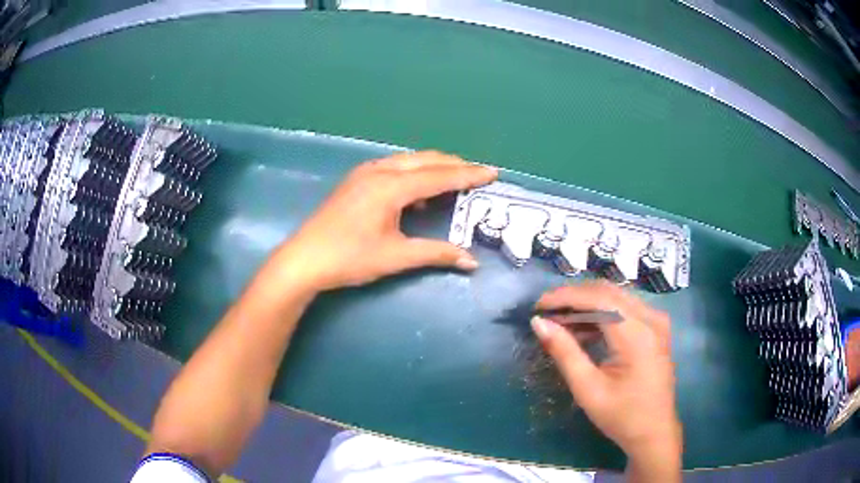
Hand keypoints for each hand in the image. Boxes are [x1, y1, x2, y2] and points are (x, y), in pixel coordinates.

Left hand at [273, 151, 497, 291]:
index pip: (439, 176)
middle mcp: (380, 171)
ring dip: (434, 166)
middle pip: (426, 160)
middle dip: (455, 165)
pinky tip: (418, 191)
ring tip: (455, 177)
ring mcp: (365, 173)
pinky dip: (414, 173)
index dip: (468, 175)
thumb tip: (471, 262)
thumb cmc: (349, 258)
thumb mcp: (396, 257)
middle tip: (478, 173)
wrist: (305, 259)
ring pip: (409, 160)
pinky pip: (394, 167)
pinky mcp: (357, 180)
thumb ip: (435, 254)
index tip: (492, 172)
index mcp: (391, 187)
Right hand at [531, 282, 681, 465]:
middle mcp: (651, 318)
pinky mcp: (655, 327)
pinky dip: (601, 313)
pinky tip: (583, 329)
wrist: (654, 431)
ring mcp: (656, 320)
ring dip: (586, 304)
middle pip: (607, 292)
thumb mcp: (588, 389)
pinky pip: (624, 308)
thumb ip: (564, 352)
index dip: (565, 297)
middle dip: (573, 297)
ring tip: (559, 322)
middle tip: (546, 313)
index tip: (538, 306)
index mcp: (637, 334)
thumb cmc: (622, 416)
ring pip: (615, 297)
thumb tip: (539, 323)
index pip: (599, 298)